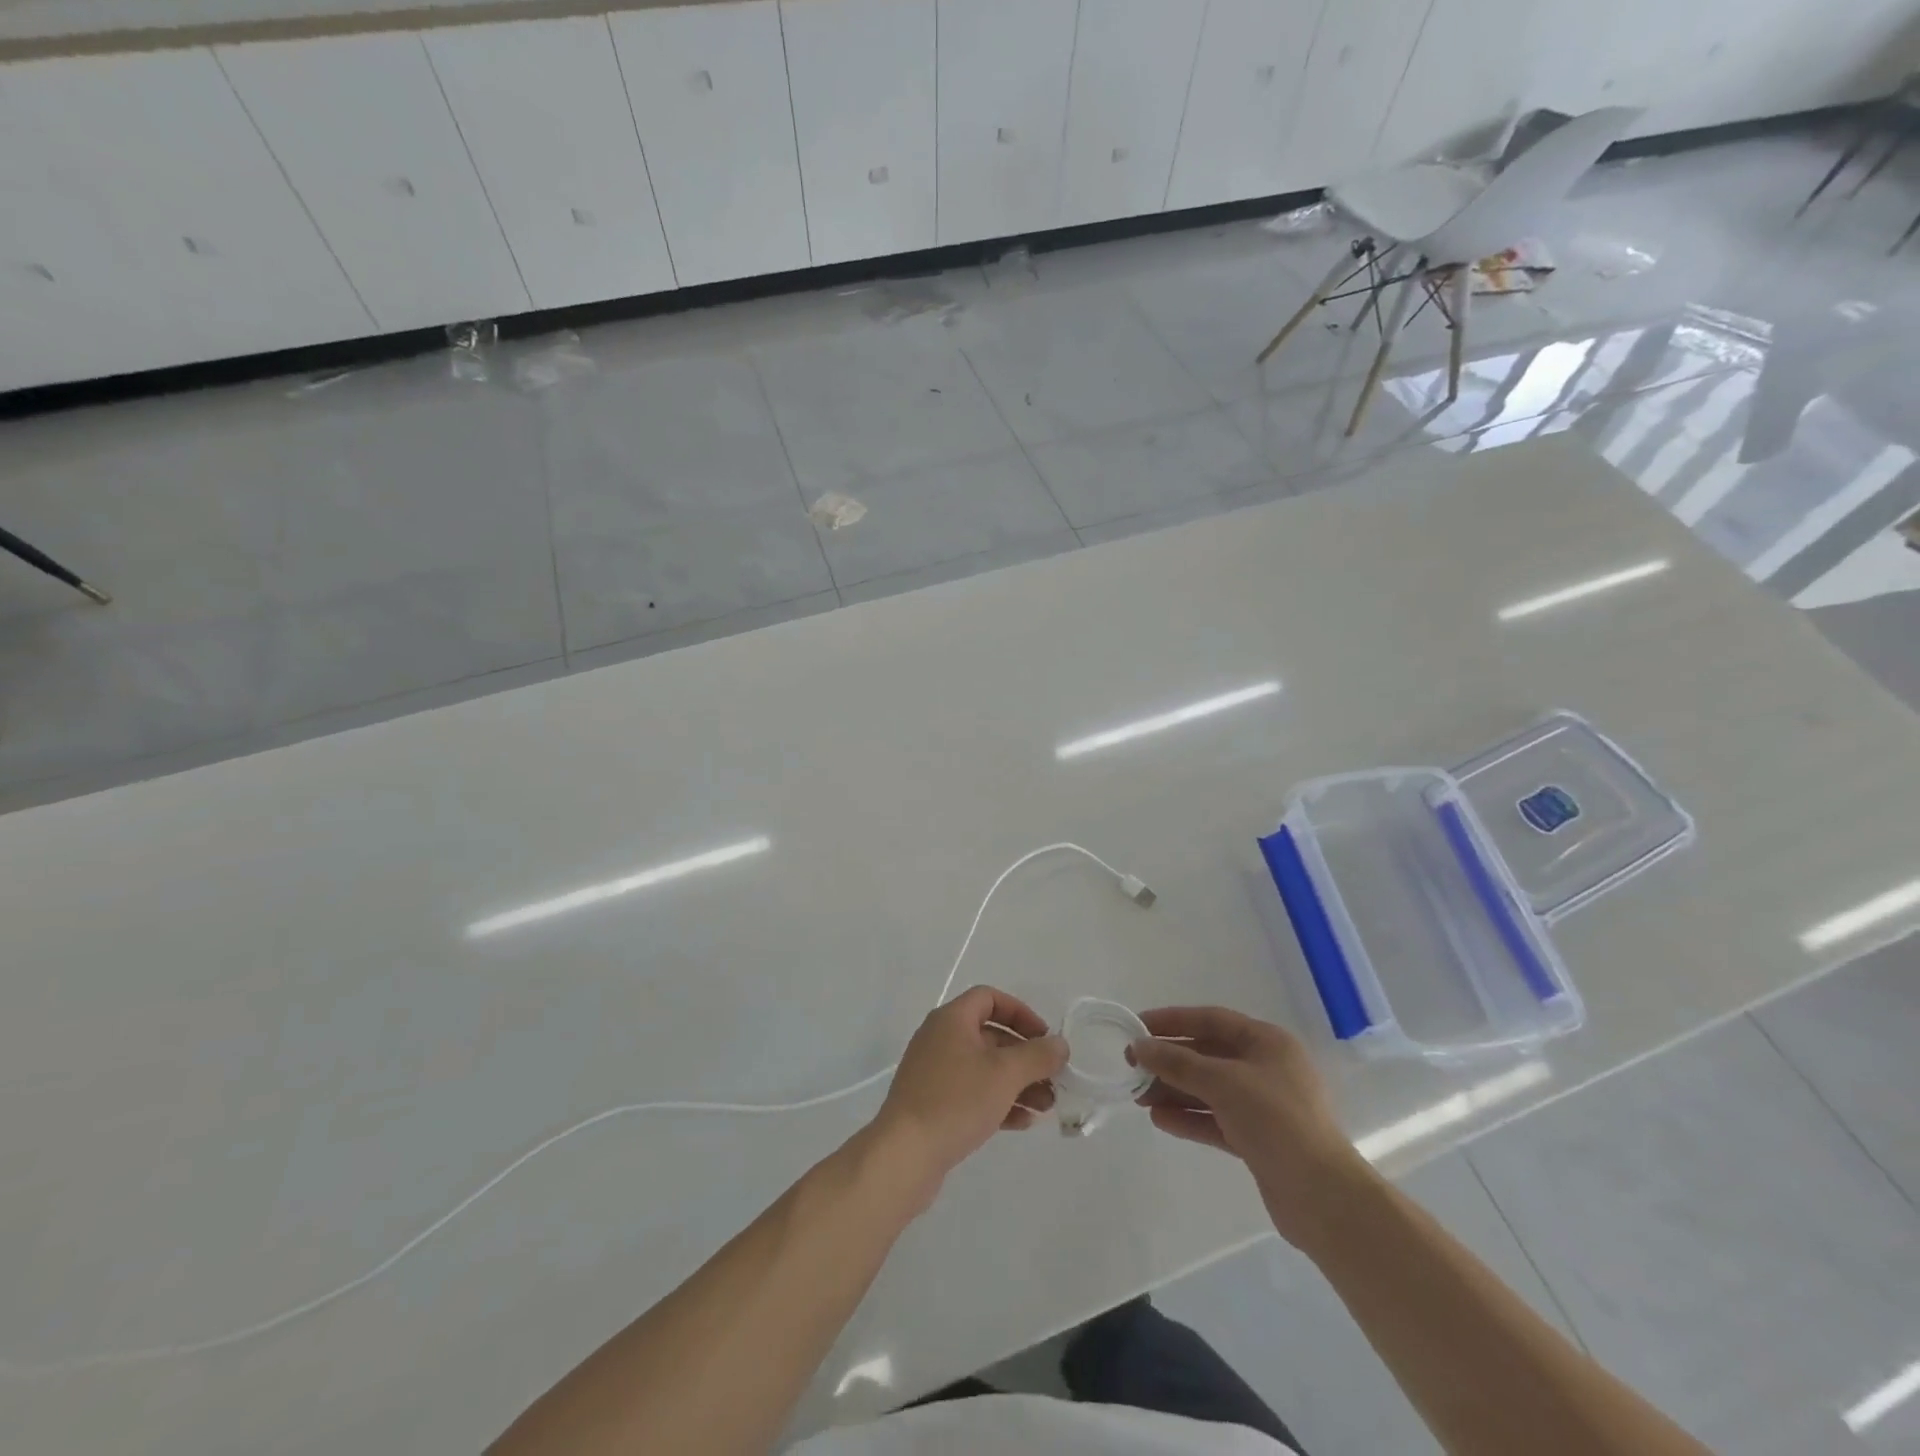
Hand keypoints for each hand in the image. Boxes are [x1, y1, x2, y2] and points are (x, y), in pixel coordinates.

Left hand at [870, 985, 1067, 1193]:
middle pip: (990, 1036)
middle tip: (1053, 1079)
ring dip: (1017, 1083)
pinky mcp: (933, 1104)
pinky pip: (972, 1093)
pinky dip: (998, 1101)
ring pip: (984, 1068)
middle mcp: (940, 1039)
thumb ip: (1037, 1055)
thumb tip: (1059, 1044)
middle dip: (1025, 1056)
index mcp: (951, 1020)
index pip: (990, 999)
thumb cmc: (956, 1101)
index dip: (1020, 1013)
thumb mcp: (1005, 1074)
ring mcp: (934, 1073)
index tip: (1044, 1038)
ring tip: (1046, 1106)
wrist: (904, 1155)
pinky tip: (1023, 1122)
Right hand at [1131, 1006, 1371, 1245]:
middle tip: (1132, 1067)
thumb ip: (1178, 1062)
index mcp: (1267, 1042)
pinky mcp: (1259, 1139)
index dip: (1172, 1020)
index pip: (1211, 1020)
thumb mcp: (1223, 1082)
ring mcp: (1264, 1106)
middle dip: (1170, 1061)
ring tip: (1139, 1097)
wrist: (1323, 1197)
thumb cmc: (1276, 1121)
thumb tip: (1140, 1047)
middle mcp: (1266, 1068)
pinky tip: (1160, 1120)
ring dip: (1174, 1091)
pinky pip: (1216, 1119)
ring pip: (1209, 1089)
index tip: (1137, 1026)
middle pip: (1208, 1055)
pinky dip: (1189, 1117)